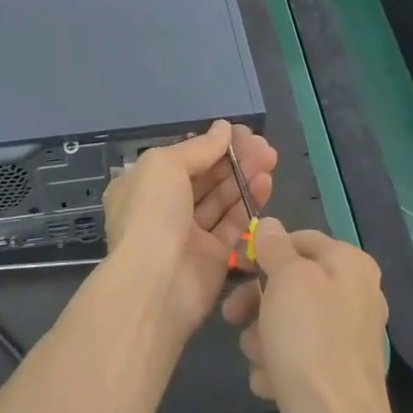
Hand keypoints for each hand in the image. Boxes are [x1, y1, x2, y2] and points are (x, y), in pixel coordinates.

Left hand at [102, 120, 274, 341]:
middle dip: (232, 159)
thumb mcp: (165, 165)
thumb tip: (224, 127)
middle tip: (263, 144)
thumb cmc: (151, 214)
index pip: (181, 158)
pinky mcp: (212, 256)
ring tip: (270, 157)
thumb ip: (199, 147)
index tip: (240, 132)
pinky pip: (233, 224)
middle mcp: (163, 208)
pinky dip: (249, 202)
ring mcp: (188, 234)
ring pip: (221, 199)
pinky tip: (266, 182)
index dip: (210, 144)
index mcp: (142, 184)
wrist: (155, 285)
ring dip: (244, 176)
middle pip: (204, 177)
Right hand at [223, 218, 395, 412]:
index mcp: (350, 267)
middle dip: (257, 303)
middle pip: (290, 284)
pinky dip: (277, 367)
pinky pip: (293, 357)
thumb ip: (276, 248)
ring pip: (285, 323)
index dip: (266, 250)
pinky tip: (272, 384)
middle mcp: (353, 297)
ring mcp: (343, 340)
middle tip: (232, 317)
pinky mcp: (331, 375)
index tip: (238, 266)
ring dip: (262, 340)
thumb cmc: (309, 343)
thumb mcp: (287, 280)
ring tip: (261, 359)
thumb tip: (270, 224)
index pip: (301, 240)